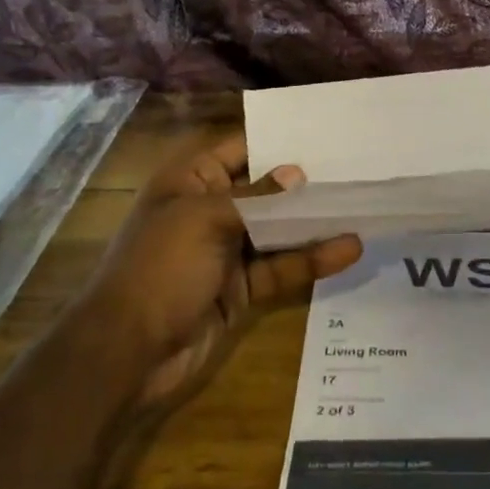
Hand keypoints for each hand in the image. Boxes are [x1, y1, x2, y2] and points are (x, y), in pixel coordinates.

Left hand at [88, 135, 361, 412]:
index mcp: (191, 182)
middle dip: (306, 183)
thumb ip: (257, 198)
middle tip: (356, 170)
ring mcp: (228, 252)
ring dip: (315, 223)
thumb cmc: (160, 268)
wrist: (127, 353)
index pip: (241, 149)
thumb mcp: (205, 220)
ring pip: (279, 231)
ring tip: (362, 208)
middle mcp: (211, 210)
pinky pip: (282, 268)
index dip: (279, 141)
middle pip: (266, 191)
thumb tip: (297, 174)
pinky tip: (348, 250)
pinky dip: (312, 260)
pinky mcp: (243, 289)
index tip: (326, 135)